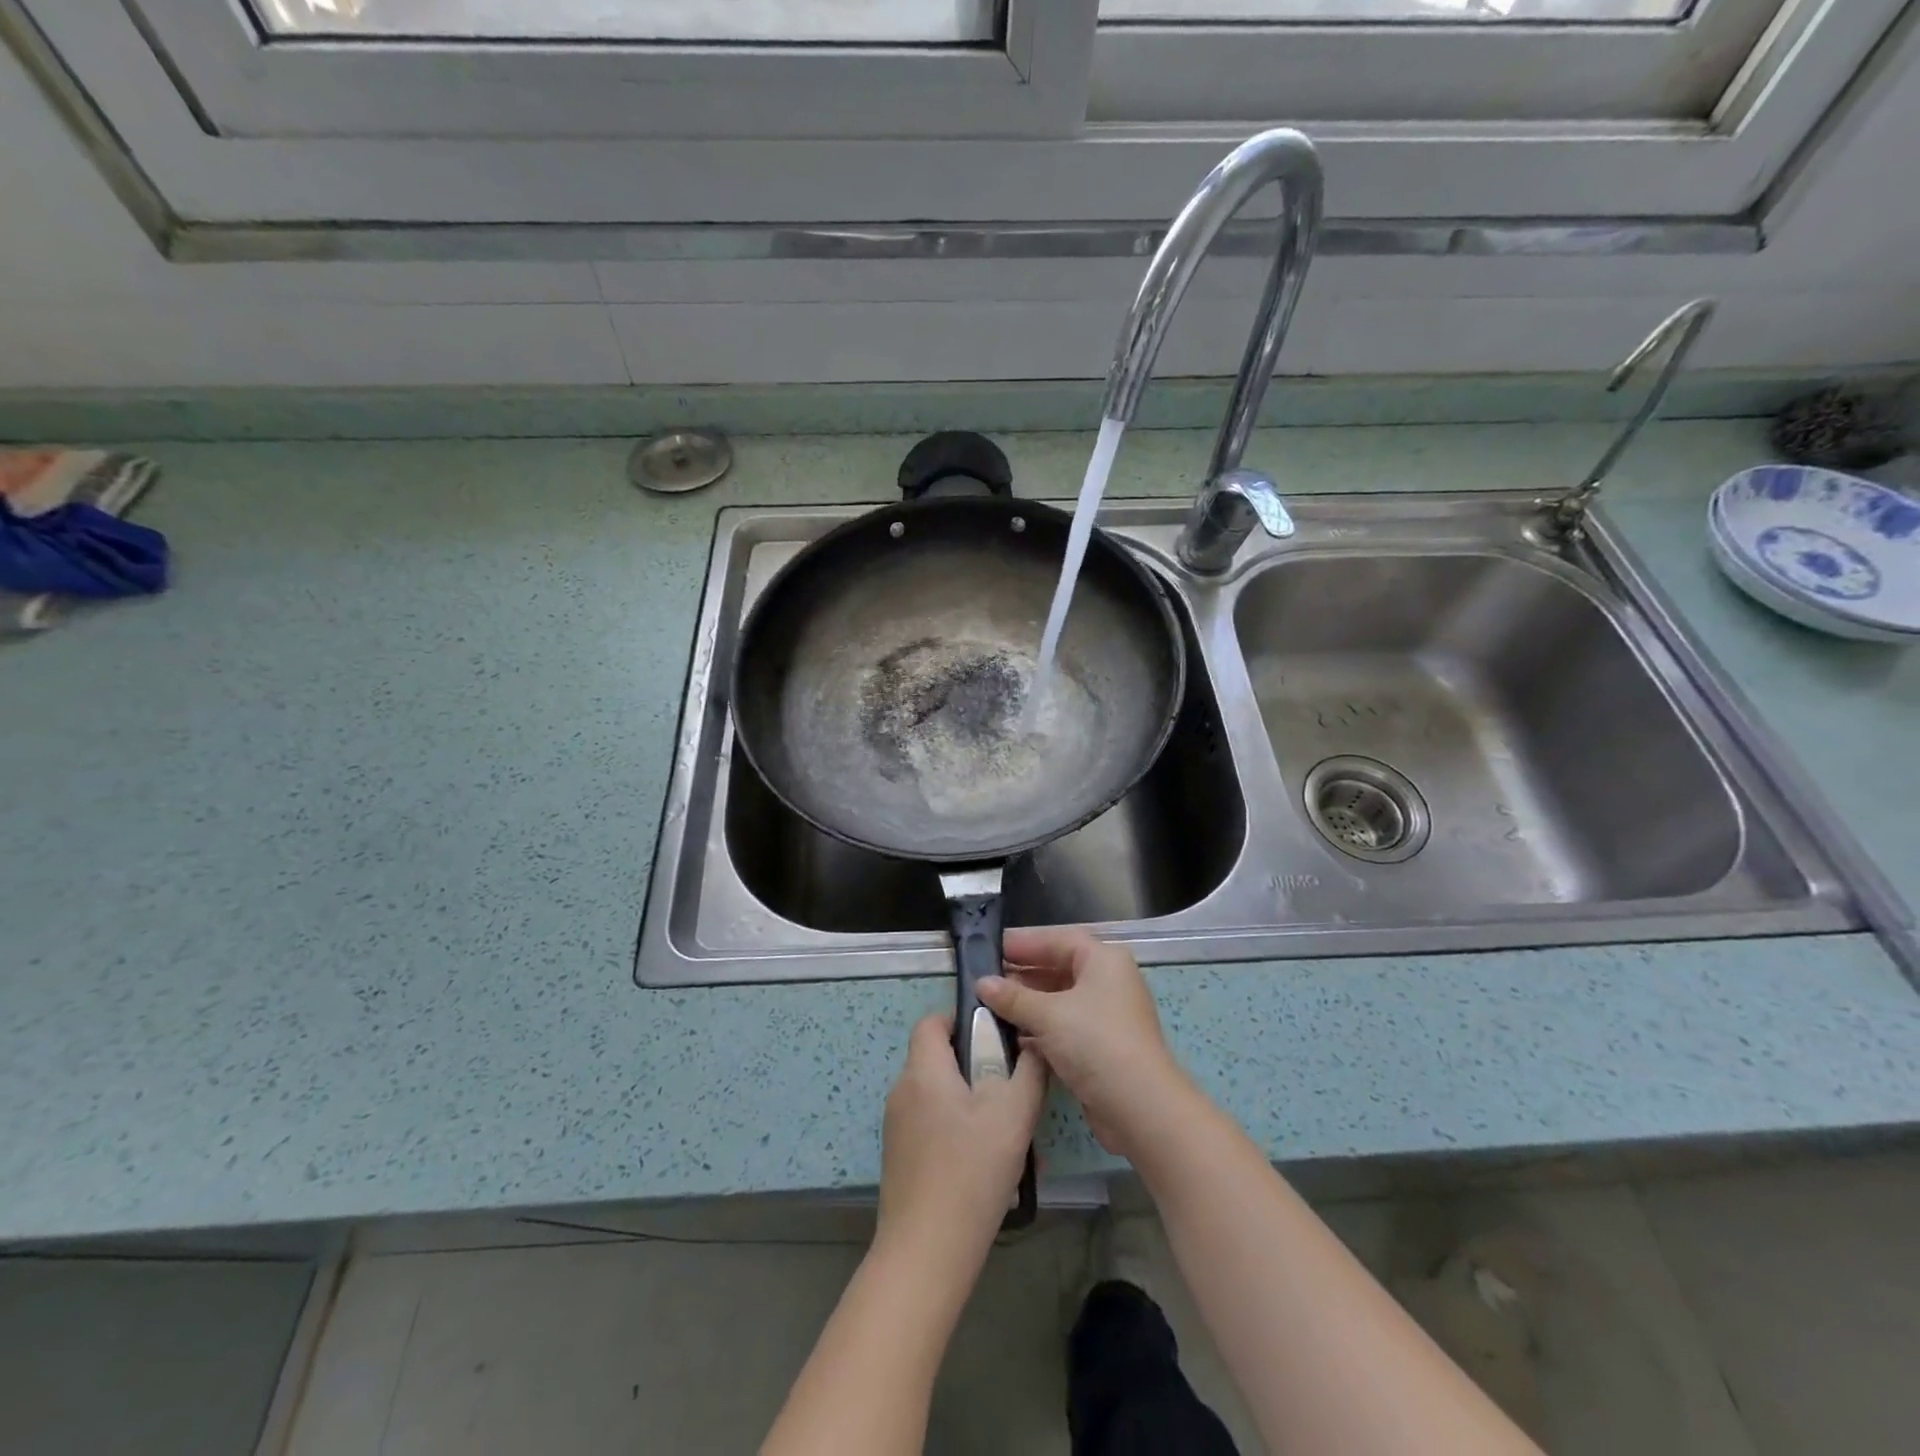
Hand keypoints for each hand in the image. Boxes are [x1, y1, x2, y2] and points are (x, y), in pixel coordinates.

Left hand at [876, 1013, 1045, 1273]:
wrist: (926, 1253)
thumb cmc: (970, 1171)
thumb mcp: (1013, 1114)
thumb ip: (1029, 1072)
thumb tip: (1035, 1045)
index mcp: (923, 1071)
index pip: (933, 1021)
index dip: (964, 1020)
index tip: (997, 1039)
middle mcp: (902, 1091)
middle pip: (940, 1060)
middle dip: (979, 1068)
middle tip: (1014, 1092)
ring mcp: (898, 1128)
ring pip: (941, 1097)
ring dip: (974, 1105)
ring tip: (1009, 1135)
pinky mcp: (901, 1159)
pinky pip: (933, 1127)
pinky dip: (960, 1132)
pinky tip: (989, 1167)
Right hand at [976, 927, 1187, 1157]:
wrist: (1139, 1107)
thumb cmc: (1095, 1043)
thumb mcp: (1048, 1014)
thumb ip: (1013, 997)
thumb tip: (981, 983)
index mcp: (1103, 961)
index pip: (1058, 940)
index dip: (1024, 942)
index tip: (991, 948)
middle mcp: (1108, 982)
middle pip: (1059, 968)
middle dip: (1023, 974)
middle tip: (985, 980)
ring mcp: (1106, 1016)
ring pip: (1060, 1001)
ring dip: (1028, 1004)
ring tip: (990, 1007)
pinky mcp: (1101, 1047)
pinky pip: (1064, 1027)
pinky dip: (1040, 1028)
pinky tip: (1011, 1036)